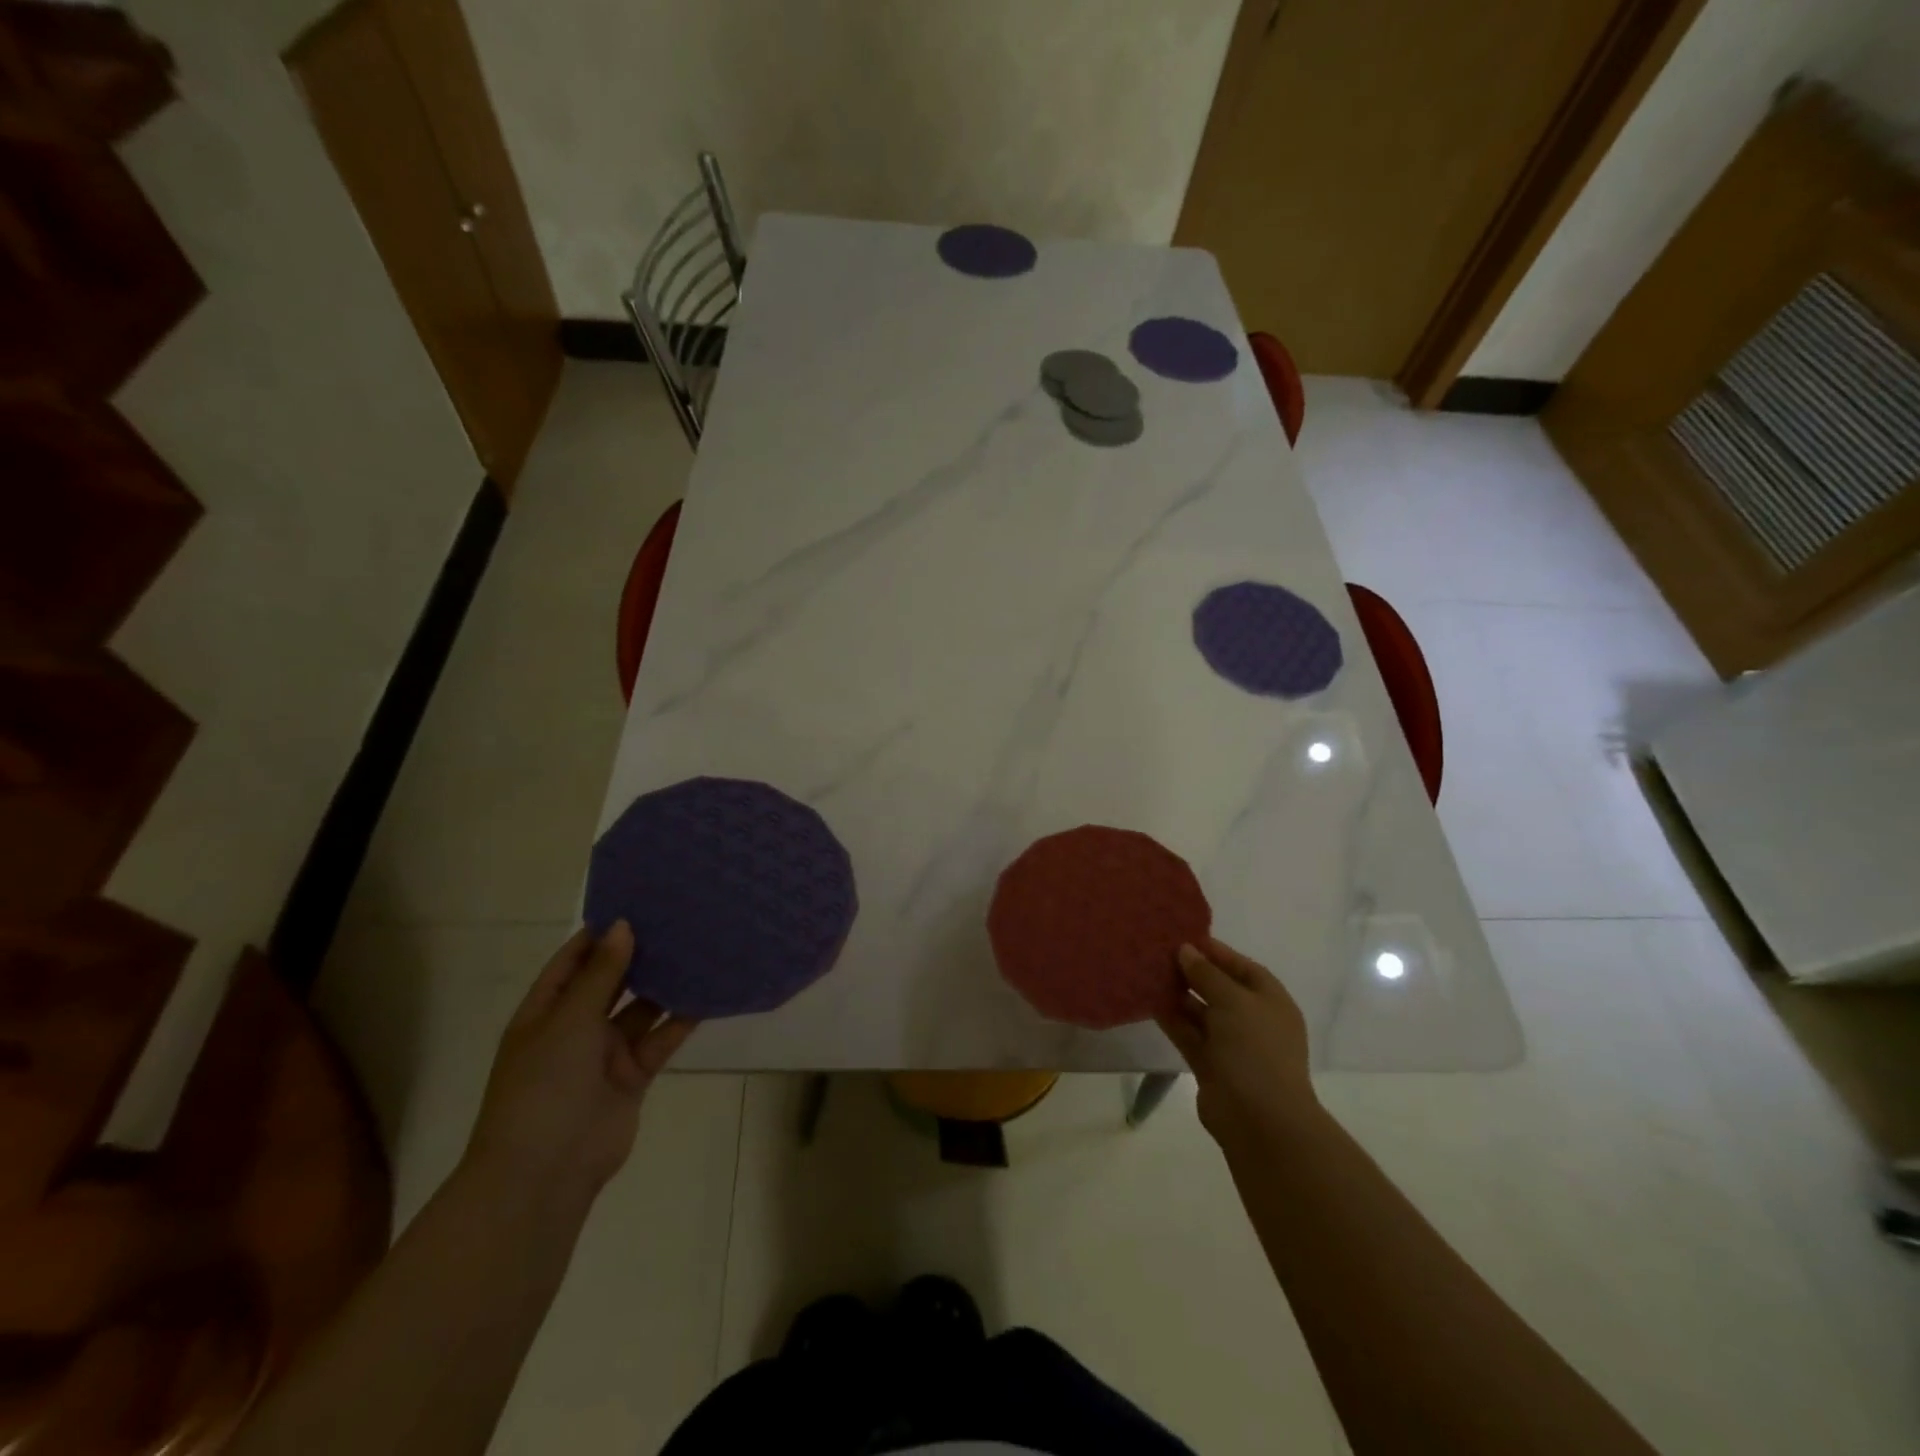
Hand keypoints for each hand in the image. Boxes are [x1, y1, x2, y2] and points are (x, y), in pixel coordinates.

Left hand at [463, 922, 695, 1204]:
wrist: (545, 1172)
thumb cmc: (543, 1086)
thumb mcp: (568, 1021)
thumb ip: (601, 974)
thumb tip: (622, 925)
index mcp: (545, 1012)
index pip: (572, 961)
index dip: (599, 934)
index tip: (636, 903)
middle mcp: (575, 1028)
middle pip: (610, 982)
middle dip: (637, 955)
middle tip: (676, 919)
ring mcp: (605, 1053)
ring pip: (640, 1009)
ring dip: (664, 985)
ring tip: (697, 948)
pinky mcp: (633, 1075)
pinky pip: (660, 1039)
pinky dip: (681, 1020)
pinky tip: (706, 994)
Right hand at [1156, 937, 1315, 1150]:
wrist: (1260, 1120)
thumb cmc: (1255, 1049)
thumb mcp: (1233, 1000)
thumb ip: (1206, 973)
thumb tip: (1186, 950)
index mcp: (1270, 1000)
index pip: (1241, 966)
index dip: (1214, 951)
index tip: (1181, 936)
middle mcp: (1252, 1019)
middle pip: (1218, 987)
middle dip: (1191, 971)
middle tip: (1157, 952)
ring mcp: (1231, 1044)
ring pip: (1200, 1011)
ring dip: (1177, 994)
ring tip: (1147, 972)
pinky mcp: (1210, 1064)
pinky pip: (1188, 1033)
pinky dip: (1171, 1019)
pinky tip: (1148, 1001)